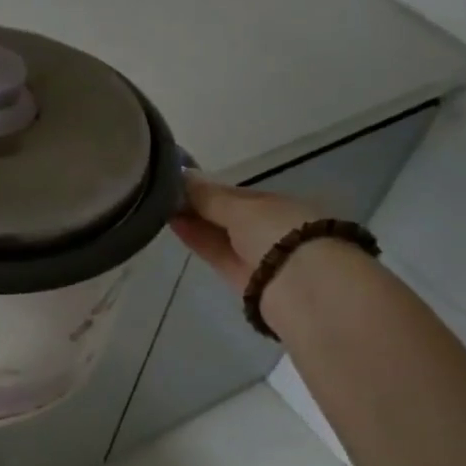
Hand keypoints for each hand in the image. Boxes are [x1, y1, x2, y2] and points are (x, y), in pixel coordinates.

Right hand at [168, 174, 327, 291]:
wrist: (304, 289)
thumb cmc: (280, 233)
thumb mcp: (242, 208)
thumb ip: (209, 196)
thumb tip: (183, 175)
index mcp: (280, 204)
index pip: (238, 194)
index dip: (208, 188)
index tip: (177, 182)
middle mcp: (271, 228)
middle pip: (228, 216)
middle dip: (200, 206)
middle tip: (162, 194)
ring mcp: (258, 256)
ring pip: (221, 236)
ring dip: (195, 222)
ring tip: (160, 208)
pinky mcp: (244, 281)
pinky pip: (218, 254)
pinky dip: (198, 240)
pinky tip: (175, 226)